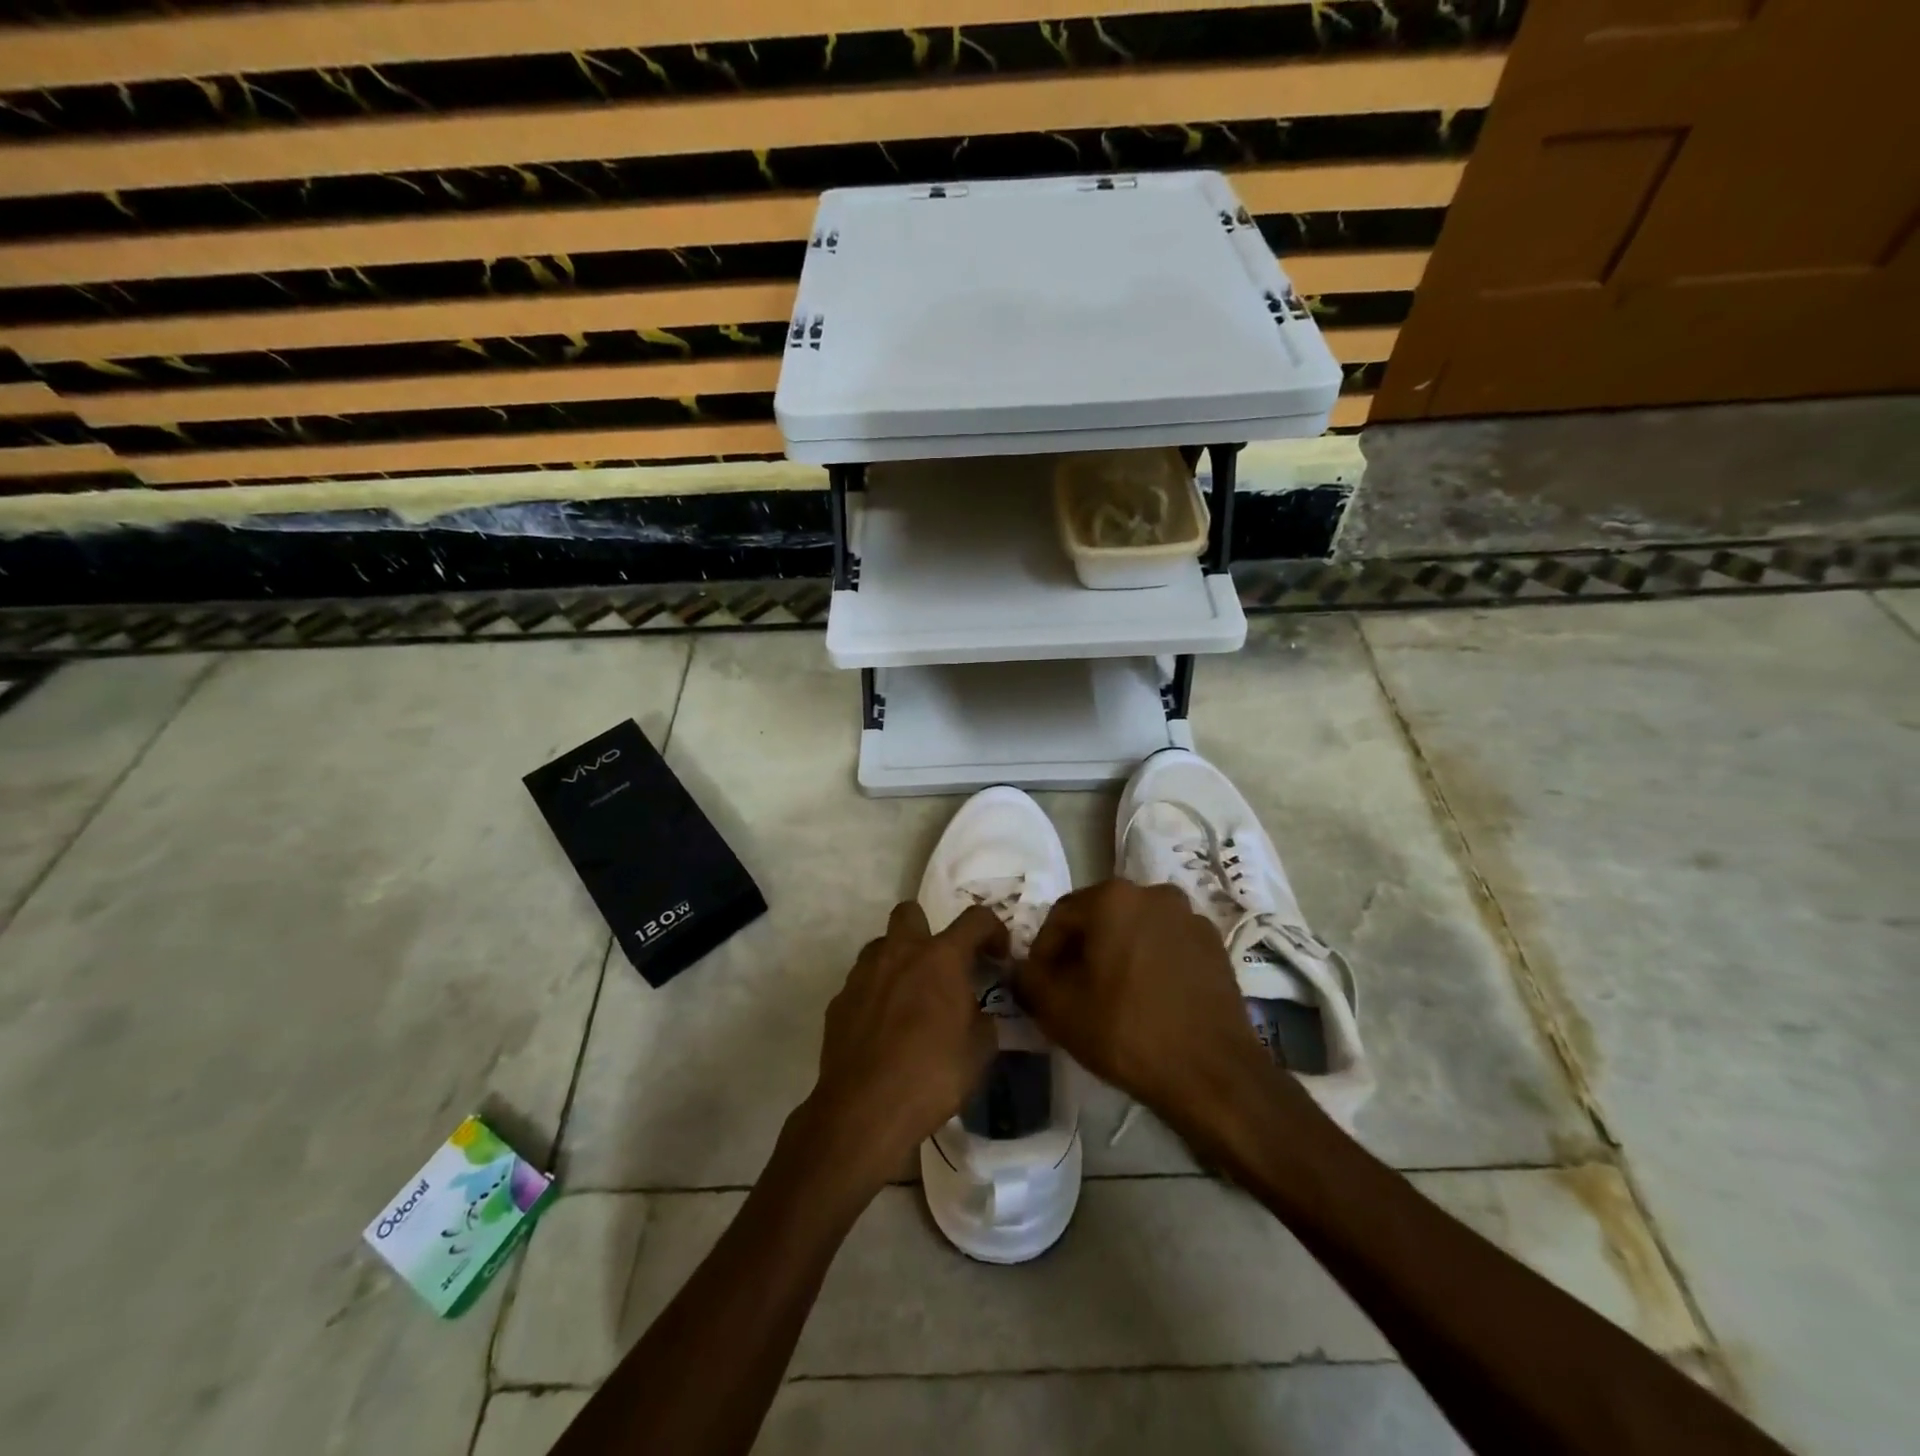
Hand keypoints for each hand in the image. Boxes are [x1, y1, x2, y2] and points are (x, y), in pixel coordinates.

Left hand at [802, 902, 1002, 1194]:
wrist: (864, 1110)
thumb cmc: (932, 1075)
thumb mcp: (979, 1052)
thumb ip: (983, 1021)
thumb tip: (978, 1014)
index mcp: (940, 958)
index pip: (975, 919)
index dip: (993, 930)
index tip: (998, 956)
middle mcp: (899, 953)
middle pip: (910, 912)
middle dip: (927, 929)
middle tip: (940, 965)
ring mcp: (863, 974)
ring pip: (880, 946)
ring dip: (898, 961)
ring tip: (910, 997)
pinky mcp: (839, 1001)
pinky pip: (861, 983)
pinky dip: (875, 994)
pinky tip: (883, 1028)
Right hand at [1018, 880, 1305, 1142]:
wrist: (1212, 1073)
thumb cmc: (1126, 1032)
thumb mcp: (1058, 1009)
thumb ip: (1028, 979)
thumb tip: (1022, 969)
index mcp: (1113, 897)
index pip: (1060, 917)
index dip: (1043, 952)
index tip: (1041, 986)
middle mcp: (1154, 893)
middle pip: (1100, 919)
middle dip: (1081, 951)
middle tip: (1072, 992)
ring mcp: (1190, 917)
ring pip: (1135, 931)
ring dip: (1117, 955)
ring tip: (1111, 997)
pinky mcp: (1215, 945)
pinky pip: (1167, 946)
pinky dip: (1150, 963)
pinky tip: (1148, 1001)